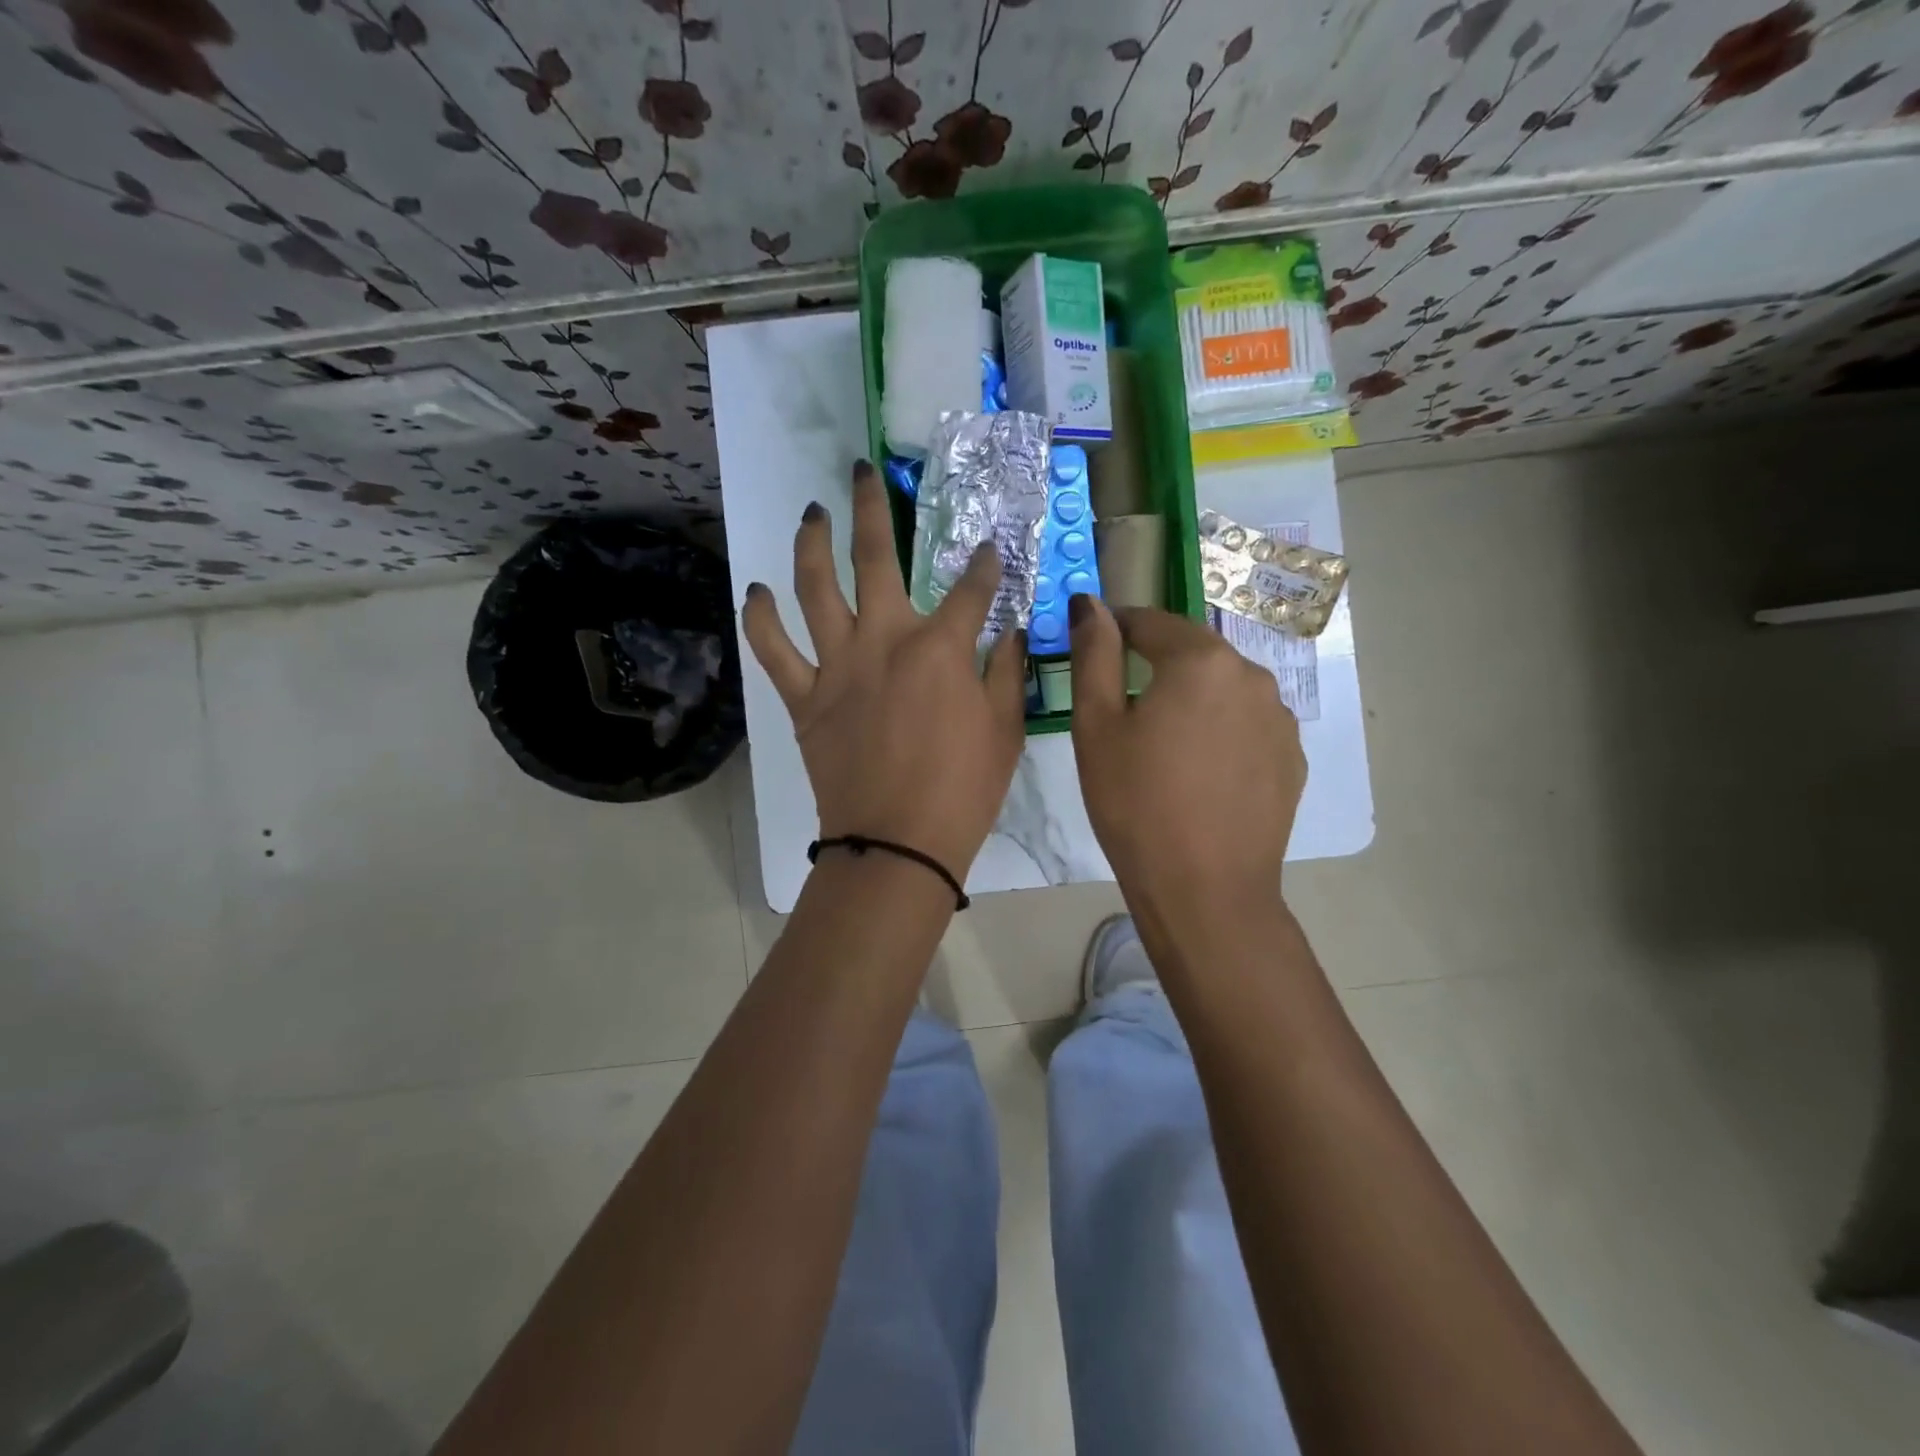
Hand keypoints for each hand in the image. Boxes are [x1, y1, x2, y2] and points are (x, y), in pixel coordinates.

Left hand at [742, 461, 1028, 879]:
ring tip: (810, 514)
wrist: (898, 842)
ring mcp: (838, 666)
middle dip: (871, 508)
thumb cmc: (963, 790)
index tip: (989, 550)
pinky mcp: (805, 698)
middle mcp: (884, 640)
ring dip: (811, 544)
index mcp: (940, 647)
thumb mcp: (1005, 730)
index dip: (984, 565)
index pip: (972, 589)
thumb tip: (1008, 630)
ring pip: (814, 589)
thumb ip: (1008, 671)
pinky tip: (757, 591)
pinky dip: (761, 619)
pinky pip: (774, 651)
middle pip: (874, 559)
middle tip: (861, 473)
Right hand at [1068, 595, 1305, 921]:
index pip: (1149, 622)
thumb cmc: (1136, 804)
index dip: (1115, 630)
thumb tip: (1090, 603)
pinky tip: (1200, 771)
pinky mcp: (1293, 756)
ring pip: (1222, 688)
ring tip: (1163, 746)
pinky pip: (1247, 723)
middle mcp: (1251, 675)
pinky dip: (1220, 730)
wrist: (1205, 889)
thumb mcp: (1096, 727)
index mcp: (1200, 660)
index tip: (1092, 651)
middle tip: (1123, 709)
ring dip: (1191, 698)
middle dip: (1155, 666)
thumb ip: (1094, 655)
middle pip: (1191, 653)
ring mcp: (1280, 717)